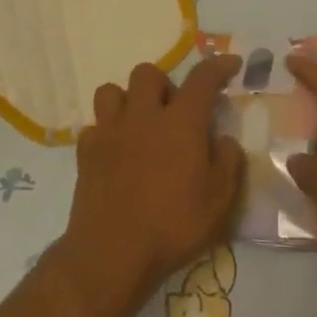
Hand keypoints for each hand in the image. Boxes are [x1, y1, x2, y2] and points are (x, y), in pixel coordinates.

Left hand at [54, 58, 246, 316]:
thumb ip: (228, 163)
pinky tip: (115, 152)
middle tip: (173, 111)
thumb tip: (224, 140)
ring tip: (139, 124)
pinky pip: (93, 126)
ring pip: (111, 91)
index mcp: (181, 122)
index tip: (231, 63)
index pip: (202, 78)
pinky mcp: (85, 152)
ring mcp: (110, 131)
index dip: (218, 65)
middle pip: (148, 73)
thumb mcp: (220, 202)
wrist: (112, 253)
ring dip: (127, 101)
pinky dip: (105, 133)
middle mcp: (143, 116)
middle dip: (163, 84)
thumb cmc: (173, 226)